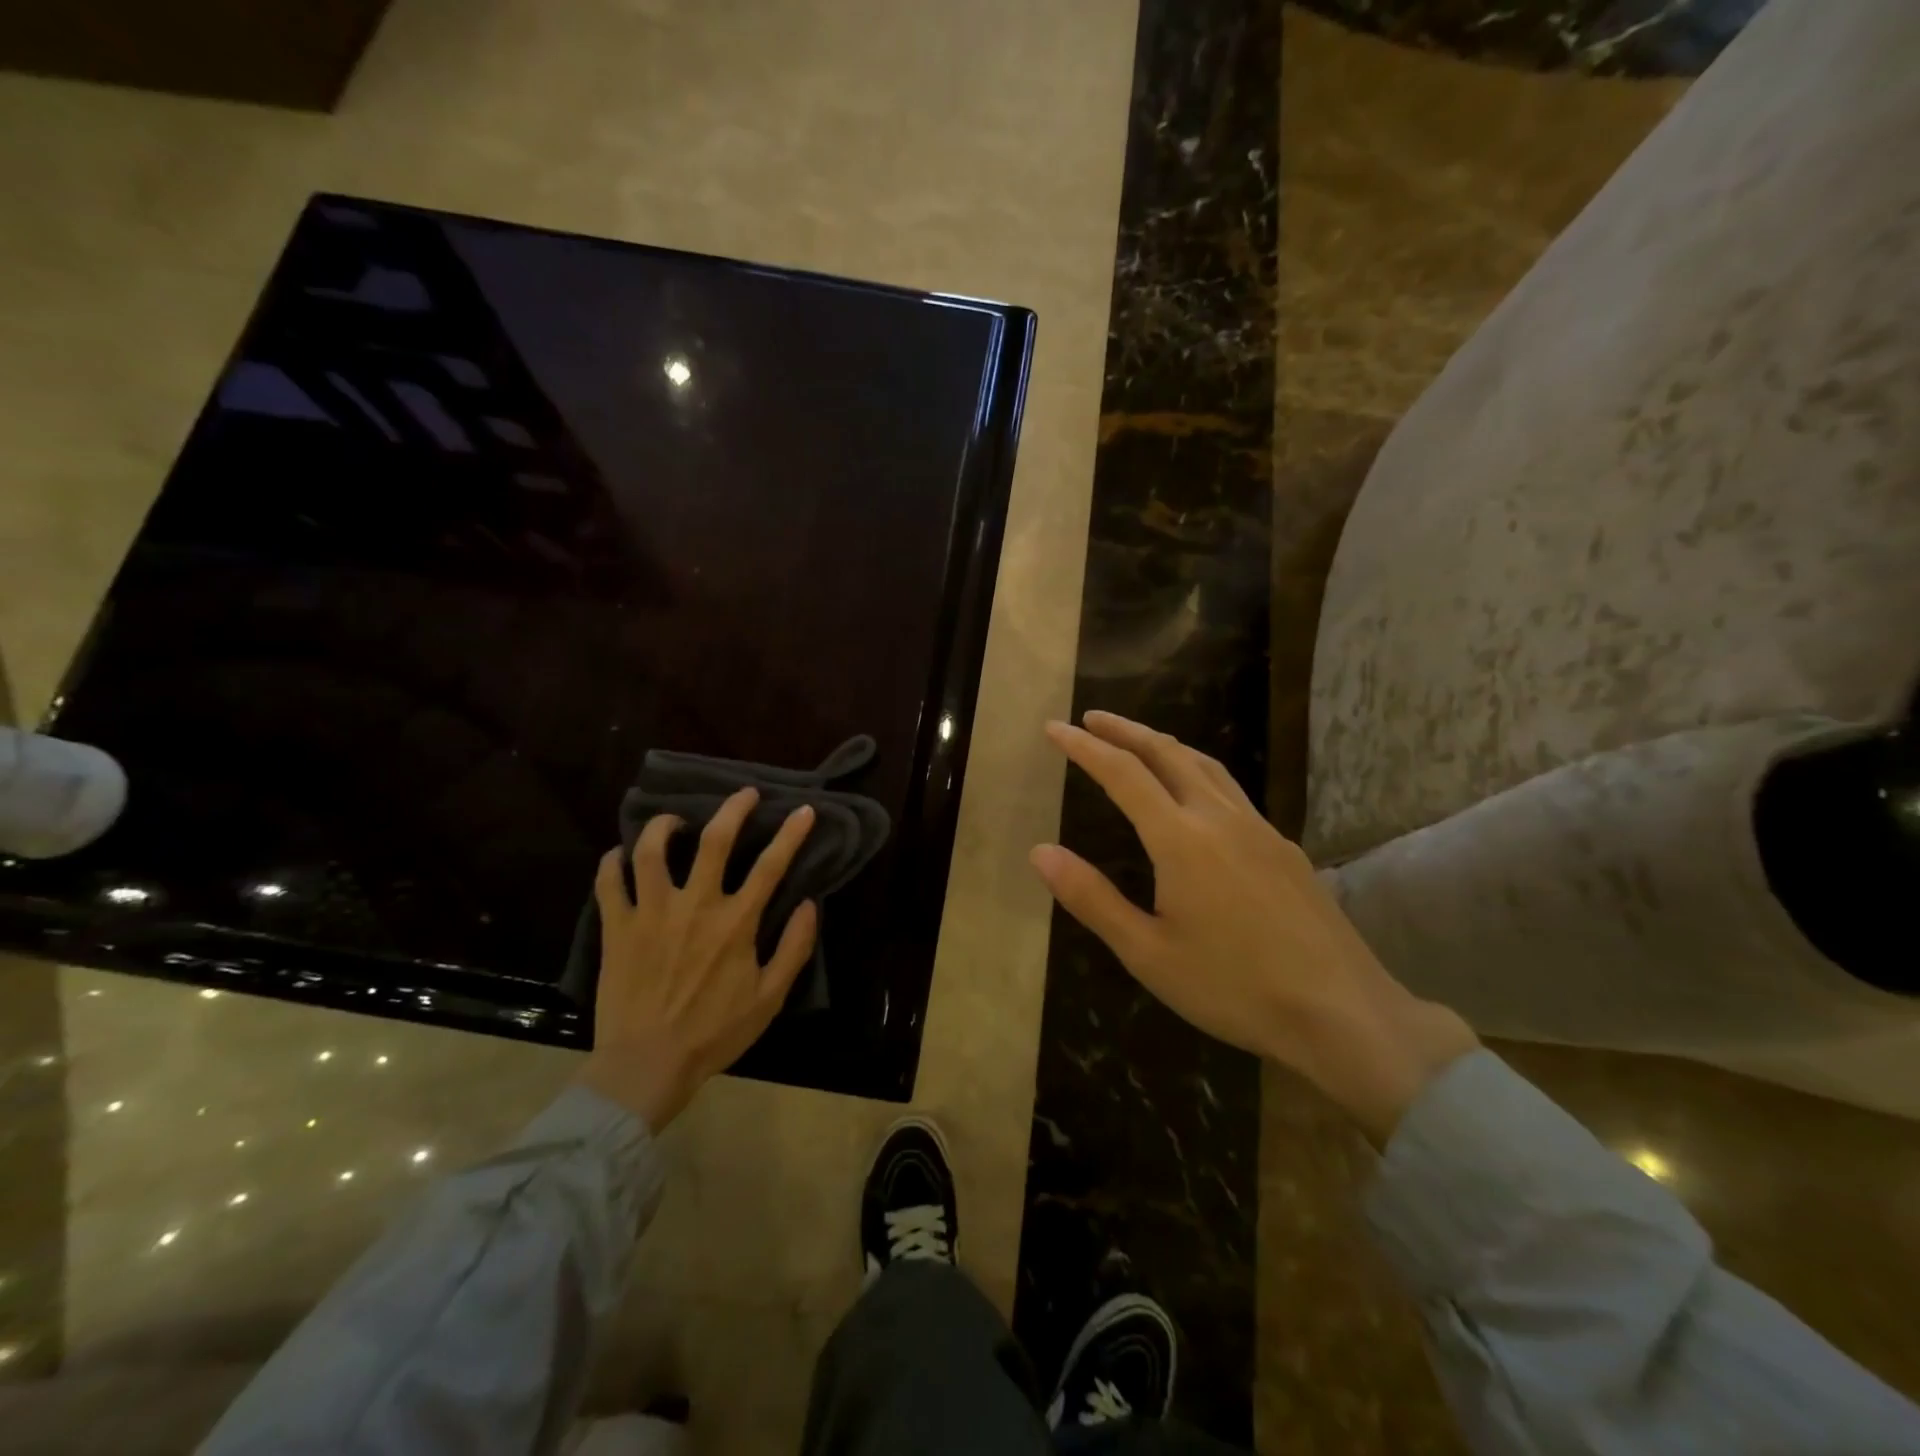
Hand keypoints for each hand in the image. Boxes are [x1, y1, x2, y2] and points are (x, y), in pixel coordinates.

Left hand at [579, 788, 818, 1130]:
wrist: (646, 1065)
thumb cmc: (714, 1033)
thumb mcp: (769, 998)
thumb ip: (794, 948)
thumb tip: (808, 905)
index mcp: (735, 922)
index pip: (771, 865)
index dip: (791, 833)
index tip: (803, 810)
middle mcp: (694, 906)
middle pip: (714, 840)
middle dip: (733, 809)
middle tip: (743, 794)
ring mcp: (651, 913)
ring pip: (652, 850)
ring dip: (664, 825)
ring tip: (674, 820)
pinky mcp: (617, 928)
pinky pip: (609, 883)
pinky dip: (613, 862)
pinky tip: (620, 854)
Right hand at [1030, 712, 1476, 1142]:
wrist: (1342, 1012)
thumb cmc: (1233, 988)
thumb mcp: (1147, 953)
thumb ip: (1092, 898)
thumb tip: (1040, 852)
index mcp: (1181, 839)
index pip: (1123, 774)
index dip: (1086, 747)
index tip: (1055, 728)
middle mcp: (1220, 818)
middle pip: (1167, 753)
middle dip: (1126, 730)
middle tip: (1092, 718)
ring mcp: (1259, 828)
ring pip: (1205, 765)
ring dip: (1164, 744)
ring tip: (1138, 741)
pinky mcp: (1284, 847)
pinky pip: (1231, 789)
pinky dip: (1197, 769)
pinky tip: (1196, 793)